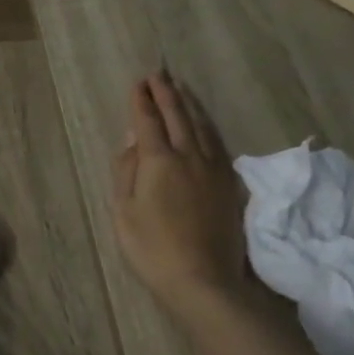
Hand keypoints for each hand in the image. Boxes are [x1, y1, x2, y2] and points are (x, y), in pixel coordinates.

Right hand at [110, 71, 247, 320]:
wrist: (204, 281)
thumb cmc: (152, 249)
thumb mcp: (123, 211)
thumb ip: (127, 171)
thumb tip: (133, 140)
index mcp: (158, 161)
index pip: (148, 121)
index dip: (141, 100)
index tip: (139, 83)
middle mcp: (188, 156)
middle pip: (178, 116)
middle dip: (166, 93)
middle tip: (159, 74)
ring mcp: (213, 169)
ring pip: (202, 126)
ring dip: (189, 104)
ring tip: (180, 88)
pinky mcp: (229, 184)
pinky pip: (218, 143)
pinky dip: (207, 126)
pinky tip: (204, 123)